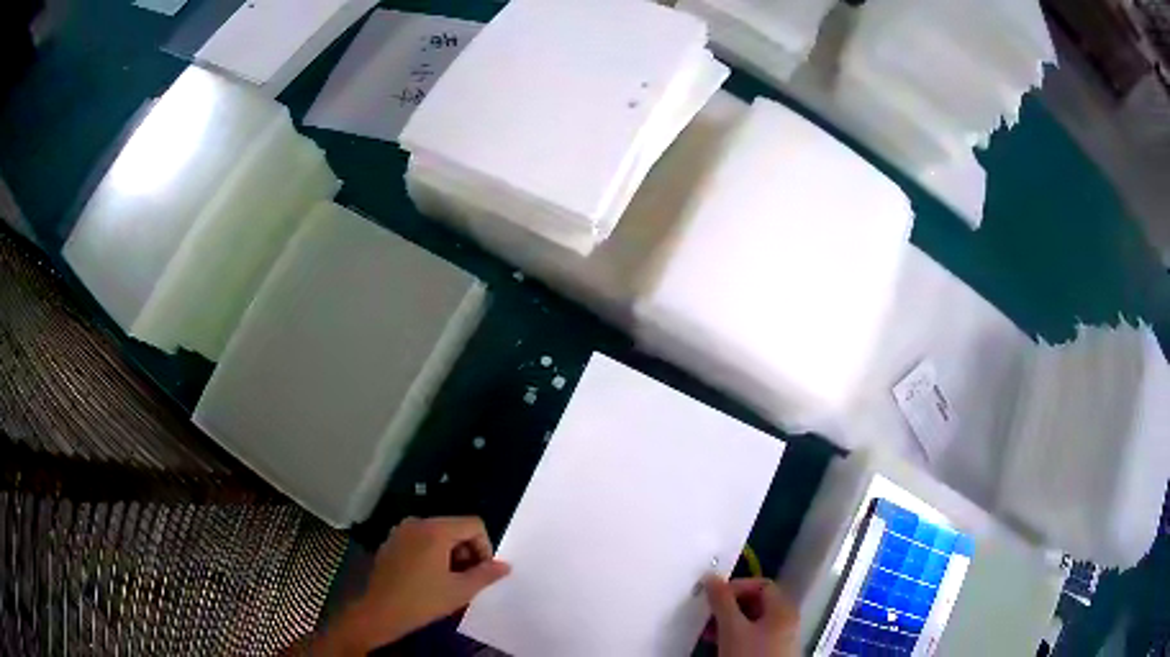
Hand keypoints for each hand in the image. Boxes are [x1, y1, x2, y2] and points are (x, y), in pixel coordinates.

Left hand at [316, 516, 510, 654]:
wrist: (380, 612)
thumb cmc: (423, 600)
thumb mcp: (460, 590)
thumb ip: (486, 575)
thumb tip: (505, 566)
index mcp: (435, 530)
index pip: (473, 525)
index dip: (485, 548)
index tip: (481, 572)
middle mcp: (417, 522)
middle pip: (455, 528)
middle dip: (467, 552)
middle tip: (467, 579)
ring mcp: (400, 531)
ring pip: (437, 535)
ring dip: (450, 554)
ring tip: (449, 581)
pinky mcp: (390, 543)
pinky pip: (419, 541)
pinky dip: (431, 554)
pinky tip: (427, 579)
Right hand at [704, 576, 798, 656]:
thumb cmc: (750, 655)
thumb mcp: (732, 628)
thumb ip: (722, 602)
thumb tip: (712, 578)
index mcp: (783, 608)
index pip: (761, 584)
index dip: (736, 586)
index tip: (712, 596)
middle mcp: (786, 619)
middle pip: (757, 603)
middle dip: (729, 607)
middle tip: (707, 615)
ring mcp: (781, 638)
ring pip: (753, 621)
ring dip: (729, 623)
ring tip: (708, 632)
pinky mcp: (772, 653)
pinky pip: (754, 636)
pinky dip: (736, 636)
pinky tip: (720, 645)